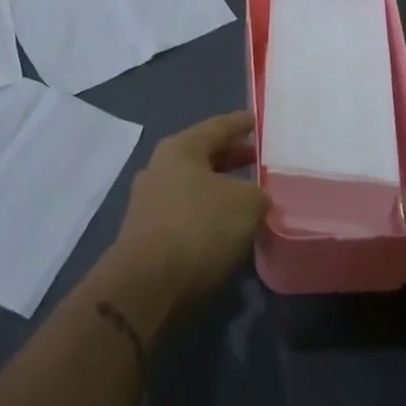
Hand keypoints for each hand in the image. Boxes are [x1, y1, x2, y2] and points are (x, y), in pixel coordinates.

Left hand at [109, 112, 266, 312]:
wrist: (147, 285)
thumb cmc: (199, 227)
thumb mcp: (247, 204)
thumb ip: (258, 194)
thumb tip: (256, 198)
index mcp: (180, 148)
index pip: (218, 127)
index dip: (241, 124)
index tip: (258, 121)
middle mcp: (159, 168)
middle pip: (203, 156)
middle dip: (232, 158)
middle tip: (259, 160)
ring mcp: (149, 201)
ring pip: (193, 186)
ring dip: (219, 190)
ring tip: (248, 197)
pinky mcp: (146, 233)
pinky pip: (185, 213)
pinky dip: (207, 215)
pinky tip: (225, 228)